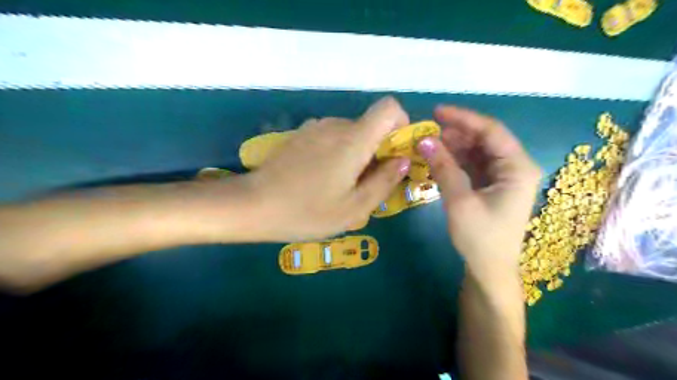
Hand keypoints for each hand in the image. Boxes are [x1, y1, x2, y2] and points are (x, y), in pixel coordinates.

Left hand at [246, 96, 409, 239]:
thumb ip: (384, 181)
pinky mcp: (300, 136)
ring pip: (350, 134)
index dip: (401, 125)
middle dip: (378, 150)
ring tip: (341, 186)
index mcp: (353, 140)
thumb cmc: (307, 211)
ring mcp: (314, 128)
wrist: (254, 205)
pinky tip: (321, 179)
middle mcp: (335, 125)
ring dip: (356, 155)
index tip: (394, 153)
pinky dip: (337, 153)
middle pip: (370, 126)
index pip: (389, 108)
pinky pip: (331, 138)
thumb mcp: (354, 208)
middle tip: (366, 185)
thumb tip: (402, 161)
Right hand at [416, 107, 543, 278]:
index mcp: (517, 168)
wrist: (489, 270)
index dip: (463, 118)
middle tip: (427, 130)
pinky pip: (473, 164)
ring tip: (428, 143)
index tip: (436, 112)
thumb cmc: (480, 238)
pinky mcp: (491, 186)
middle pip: (484, 139)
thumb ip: (443, 167)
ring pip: (477, 151)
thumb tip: (424, 140)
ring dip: (453, 146)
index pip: (491, 131)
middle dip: (456, 133)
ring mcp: (503, 176)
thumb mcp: (460, 201)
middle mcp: (514, 167)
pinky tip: (437, 158)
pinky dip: (455, 160)